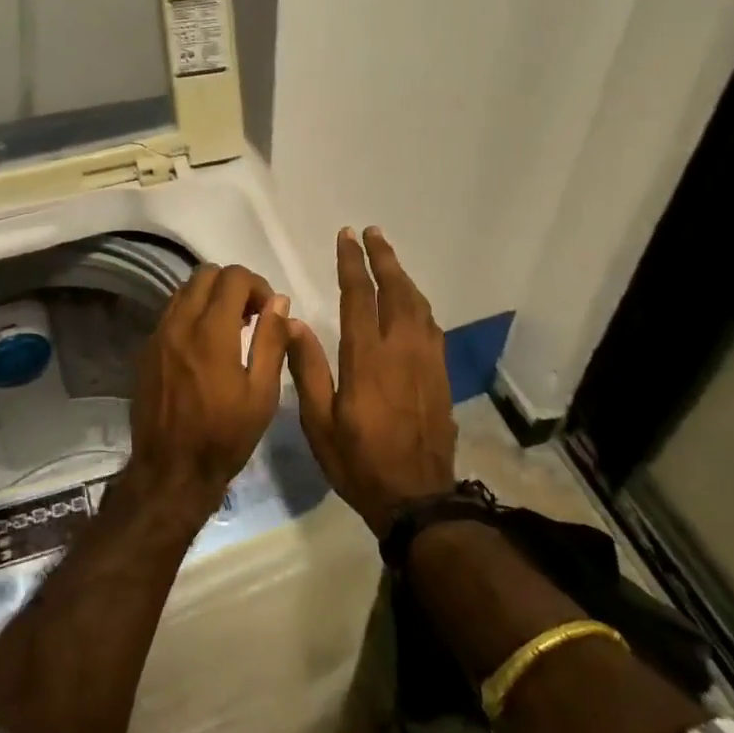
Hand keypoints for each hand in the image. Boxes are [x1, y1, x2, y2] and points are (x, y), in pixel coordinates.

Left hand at [128, 263, 291, 515]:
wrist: (171, 469)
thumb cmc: (225, 435)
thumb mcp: (262, 393)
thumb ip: (271, 341)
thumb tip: (279, 302)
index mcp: (212, 332)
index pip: (233, 277)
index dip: (257, 285)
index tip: (268, 311)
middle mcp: (180, 323)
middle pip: (205, 274)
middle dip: (233, 285)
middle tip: (250, 315)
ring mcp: (158, 335)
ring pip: (184, 290)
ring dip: (210, 296)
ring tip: (229, 328)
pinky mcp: (146, 349)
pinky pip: (170, 312)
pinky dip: (191, 313)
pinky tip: (204, 344)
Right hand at [287, 227, 455, 535]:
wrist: (417, 498)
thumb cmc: (358, 461)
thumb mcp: (319, 422)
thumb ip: (307, 368)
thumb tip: (293, 321)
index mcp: (367, 358)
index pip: (360, 296)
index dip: (352, 263)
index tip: (347, 236)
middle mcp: (401, 349)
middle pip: (396, 290)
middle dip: (383, 258)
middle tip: (372, 233)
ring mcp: (426, 361)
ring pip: (418, 305)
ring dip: (403, 277)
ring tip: (389, 260)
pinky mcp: (441, 375)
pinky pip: (431, 326)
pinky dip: (418, 304)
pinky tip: (412, 304)